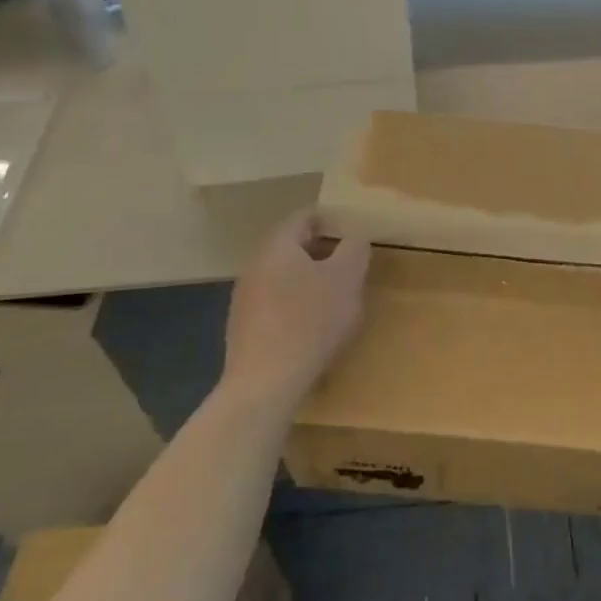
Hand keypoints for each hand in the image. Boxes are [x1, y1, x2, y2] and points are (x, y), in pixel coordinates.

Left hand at [221, 211, 371, 409]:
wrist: (265, 384)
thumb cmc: (310, 321)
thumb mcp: (346, 278)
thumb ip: (354, 249)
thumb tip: (355, 237)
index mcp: (278, 246)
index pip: (305, 216)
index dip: (333, 220)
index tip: (356, 234)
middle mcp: (255, 265)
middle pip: (294, 247)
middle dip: (325, 253)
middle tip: (352, 268)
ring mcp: (245, 298)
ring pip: (285, 277)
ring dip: (311, 281)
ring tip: (337, 300)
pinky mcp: (244, 328)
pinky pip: (276, 304)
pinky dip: (297, 306)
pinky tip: (314, 329)